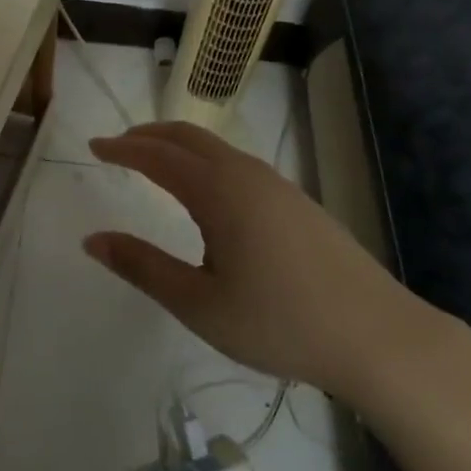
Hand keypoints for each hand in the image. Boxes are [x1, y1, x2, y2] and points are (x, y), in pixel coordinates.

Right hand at [85, 122, 444, 399]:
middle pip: (188, 137)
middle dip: (148, 135)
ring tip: (154, 163)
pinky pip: (238, 164)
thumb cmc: (280, 322)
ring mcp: (277, 184)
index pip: (157, 155)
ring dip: (179, 146)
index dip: (122, 148)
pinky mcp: (297, 201)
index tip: (93, 146)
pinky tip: (207, 192)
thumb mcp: (200, 304)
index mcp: (218, 191)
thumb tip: (93, 240)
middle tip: (118, 146)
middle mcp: (246, 173)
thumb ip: (143, 267)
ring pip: (216, 148)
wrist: (378, 335)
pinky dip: (206, 161)